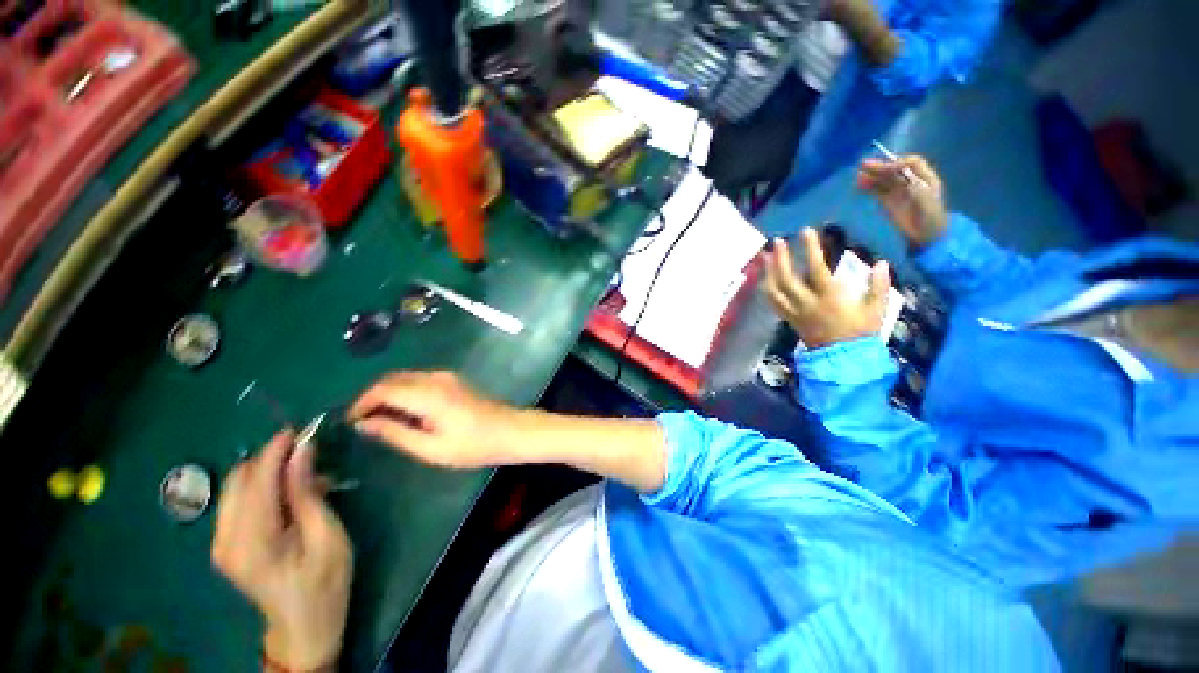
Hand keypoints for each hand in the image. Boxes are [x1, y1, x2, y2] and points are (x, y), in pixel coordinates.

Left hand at [212, 431, 352, 671]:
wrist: (303, 625)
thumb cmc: (325, 580)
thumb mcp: (327, 534)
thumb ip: (308, 491)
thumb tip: (303, 448)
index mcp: (252, 541)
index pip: (257, 479)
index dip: (277, 449)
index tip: (303, 428)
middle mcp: (225, 538)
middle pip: (240, 479)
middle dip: (272, 459)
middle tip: (311, 454)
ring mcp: (220, 543)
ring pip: (236, 487)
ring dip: (268, 472)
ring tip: (307, 478)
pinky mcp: (224, 544)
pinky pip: (238, 501)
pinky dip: (262, 488)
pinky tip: (290, 496)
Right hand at [348, 371, 519, 469]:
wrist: (510, 430)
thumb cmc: (473, 445)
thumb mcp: (431, 448)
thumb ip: (395, 433)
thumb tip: (364, 424)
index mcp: (429, 394)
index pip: (383, 389)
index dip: (361, 403)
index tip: (350, 422)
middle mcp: (436, 378)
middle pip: (392, 379)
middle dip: (372, 397)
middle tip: (363, 423)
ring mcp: (447, 377)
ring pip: (405, 378)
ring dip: (388, 394)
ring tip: (380, 421)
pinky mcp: (453, 380)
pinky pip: (419, 380)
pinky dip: (404, 392)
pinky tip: (405, 413)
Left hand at [762, 228, 890, 349]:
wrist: (842, 358)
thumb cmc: (860, 332)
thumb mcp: (877, 309)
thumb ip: (878, 286)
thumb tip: (881, 262)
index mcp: (829, 298)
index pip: (816, 268)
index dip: (810, 248)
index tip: (806, 231)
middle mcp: (807, 303)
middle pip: (787, 278)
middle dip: (781, 258)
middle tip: (778, 241)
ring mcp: (794, 311)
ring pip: (775, 290)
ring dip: (768, 272)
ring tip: (766, 256)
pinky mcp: (788, 318)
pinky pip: (773, 302)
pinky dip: (766, 288)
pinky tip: (764, 277)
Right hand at [857, 155, 946, 249]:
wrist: (926, 238)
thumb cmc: (929, 218)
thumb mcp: (924, 197)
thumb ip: (910, 182)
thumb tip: (895, 170)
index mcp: (925, 178)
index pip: (911, 163)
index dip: (897, 162)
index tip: (883, 168)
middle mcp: (912, 182)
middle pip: (895, 170)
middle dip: (880, 167)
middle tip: (862, 166)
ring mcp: (900, 193)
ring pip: (885, 180)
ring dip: (872, 176)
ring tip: (858, 177)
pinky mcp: (889, 203)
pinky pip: (878, 191)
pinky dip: (869, 187)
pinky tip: (860, 186)